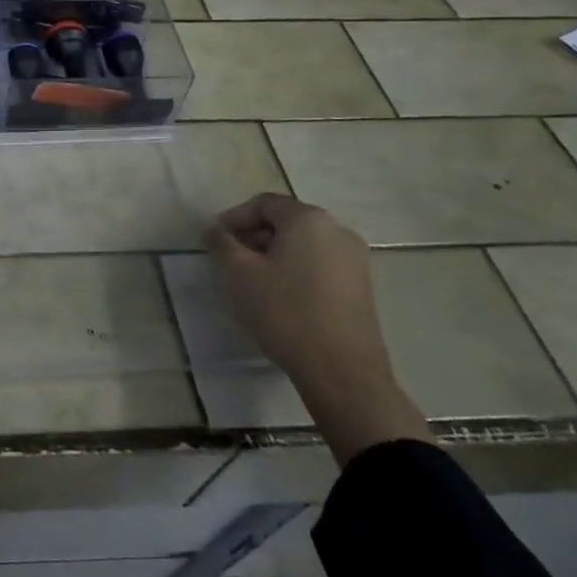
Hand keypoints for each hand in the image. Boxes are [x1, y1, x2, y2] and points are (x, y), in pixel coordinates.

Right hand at [209, 193, 430, 463]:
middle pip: (285, 222)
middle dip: (254, 237)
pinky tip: (281, 298)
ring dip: (274, 255)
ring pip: (303, 245)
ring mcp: (355, 260)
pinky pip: (319, 265)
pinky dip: (296, 271)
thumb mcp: (238, 273)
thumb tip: (215, 230)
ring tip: (253, 282)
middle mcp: (338, 231)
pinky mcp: (361, 287)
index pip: (263, 204)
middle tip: (231, 261)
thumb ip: (221, 242)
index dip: (234, 218)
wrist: (342, 372)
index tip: (216, 242)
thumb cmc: (285, 312)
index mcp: (309, 219)